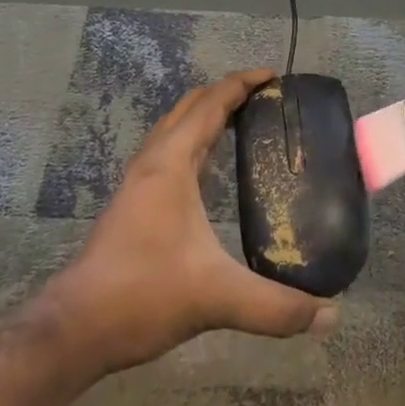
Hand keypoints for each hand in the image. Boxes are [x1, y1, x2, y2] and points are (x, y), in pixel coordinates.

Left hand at [39, 70, 336, 376]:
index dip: (242, 84)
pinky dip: (193, 140)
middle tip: (266, 97)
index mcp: (171, 164)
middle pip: (190, 107)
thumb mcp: (216, 298)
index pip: (211, 105)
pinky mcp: (133, 203)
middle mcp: (153, 162)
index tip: (275, 76)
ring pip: (175, 128)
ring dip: (206, 115)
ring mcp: (138, 182)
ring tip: (243, 121)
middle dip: (226, 93)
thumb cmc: (142, 295)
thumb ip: (275, 307)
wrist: (74, 330)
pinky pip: (169, 151)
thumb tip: (330, 315)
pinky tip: (209, 167)